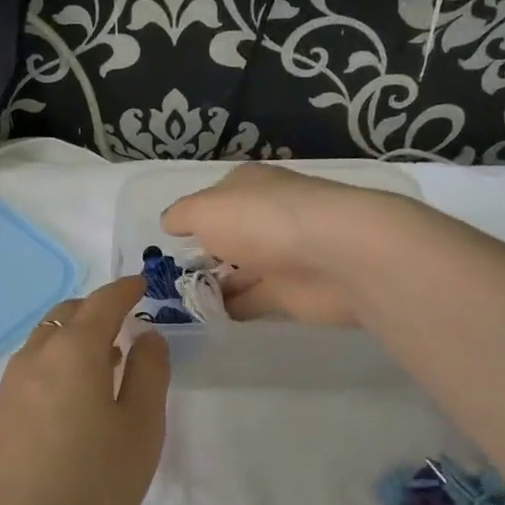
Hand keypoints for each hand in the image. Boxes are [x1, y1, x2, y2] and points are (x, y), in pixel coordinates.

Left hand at [0, 277, 170, 504]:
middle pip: (67, 315)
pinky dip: (56, 364)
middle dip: (96, 310)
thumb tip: (147, 336)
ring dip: (75, 338)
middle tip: (125, 322)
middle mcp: (34, 357)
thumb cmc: (91, 484)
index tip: (142, 284)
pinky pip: (31, 369)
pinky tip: (72, 398)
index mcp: (73, 350)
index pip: (102, 302)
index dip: (125, 289)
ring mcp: (9, 387)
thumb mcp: (140, 429)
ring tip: (105, 360)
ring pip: (45, 342)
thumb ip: (149, 374)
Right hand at [161, 163, 417, 326]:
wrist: (337, 255)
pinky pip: (253, 301)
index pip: (214, 199)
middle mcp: (265, 217)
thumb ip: (183, 216)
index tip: (168, 243)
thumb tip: (169, 223)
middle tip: (167, 280)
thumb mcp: (206, 209)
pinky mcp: (292, 293)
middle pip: (228, 236)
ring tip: (179, 303)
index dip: (192, 218)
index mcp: (248, 187)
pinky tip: (208, 317)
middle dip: (202, 255)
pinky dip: (232, 308)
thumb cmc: (262, 220)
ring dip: (215, 284)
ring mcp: (281, 256)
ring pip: (239, 271)